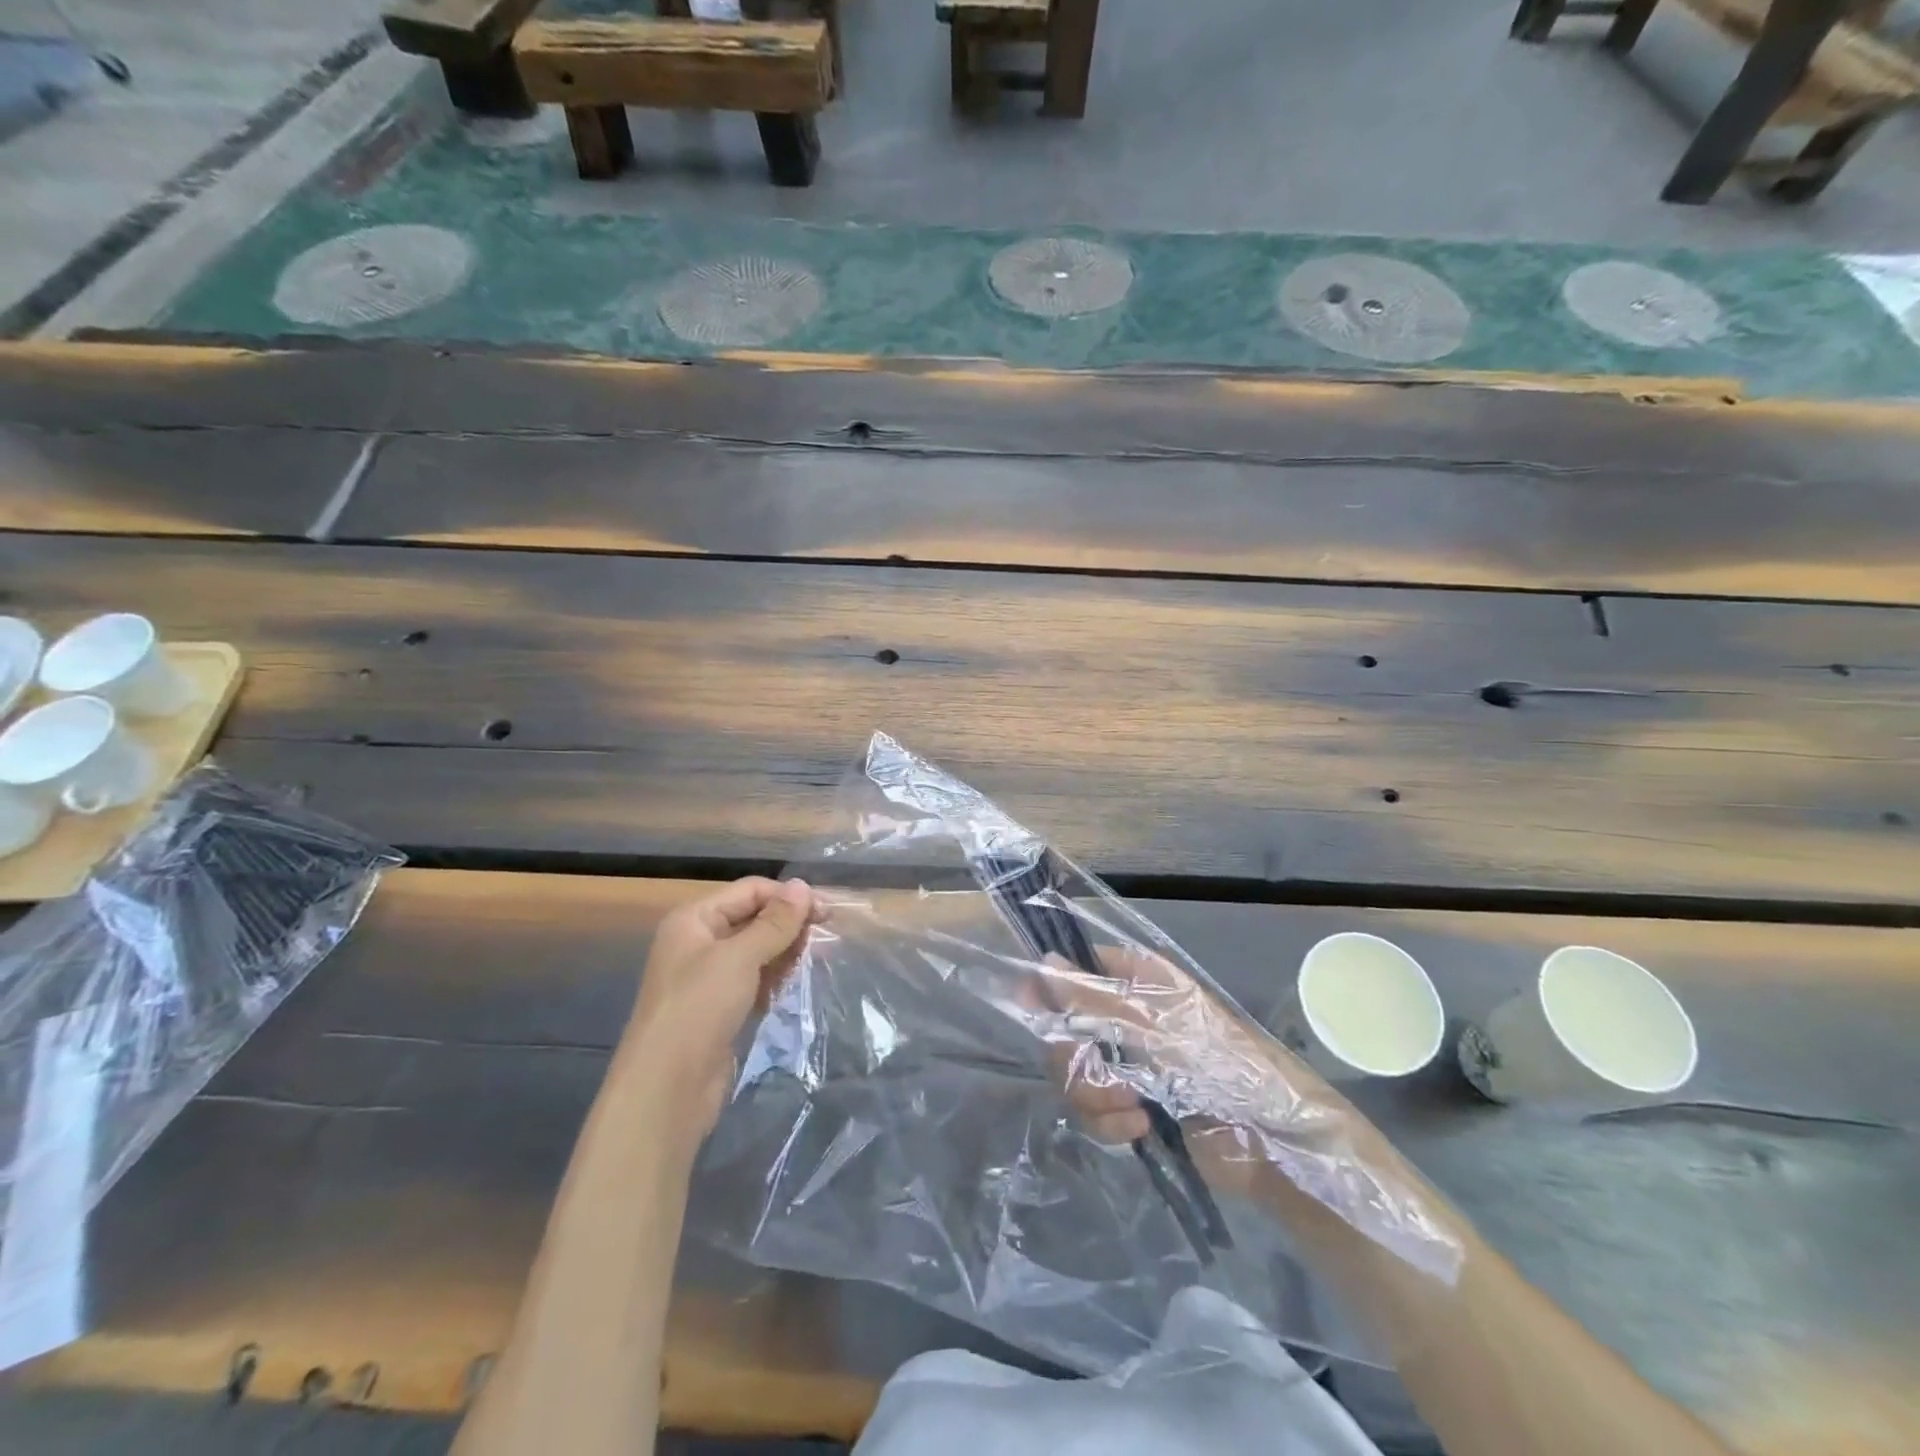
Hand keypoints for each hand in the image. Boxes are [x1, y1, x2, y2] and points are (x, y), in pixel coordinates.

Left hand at [620, 877, 815, 1139]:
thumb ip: (774, 922)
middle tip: (824, 939)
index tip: (826, 912)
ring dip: (784, 953)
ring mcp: (708, 978)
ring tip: (813, 962)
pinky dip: (773, 980)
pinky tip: (792, 987)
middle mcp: (698, 942)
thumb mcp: (740, 958)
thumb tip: (803, 886)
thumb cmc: (699, 1008)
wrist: (666, 1088)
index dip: (787, 897)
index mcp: (694, 919)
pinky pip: (753, 981)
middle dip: (788, 925)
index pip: (750, 890)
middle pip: (753, 918)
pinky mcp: (719, 1008)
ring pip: (756, 951)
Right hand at [1023, 945, 1352, 1196]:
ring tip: (1133, 1108)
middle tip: (1099, 1073)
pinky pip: (1089, 1110)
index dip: (1049, 987)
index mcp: (1135, 979)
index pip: (1074, 968)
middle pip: (1062, 1026)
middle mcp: (1123, 1014)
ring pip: (1070, 1072)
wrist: (1270, 1138)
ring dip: (1094, 1096)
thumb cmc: (1220, 1063)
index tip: (1030, 1008)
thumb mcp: (1155, 1025)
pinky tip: (1140, 1128)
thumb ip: (1095, 998)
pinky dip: (1108, 1123)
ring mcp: (1124, 1061)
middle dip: (1075, 1058)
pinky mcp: (1126, 1105)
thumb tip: (1043, 963)